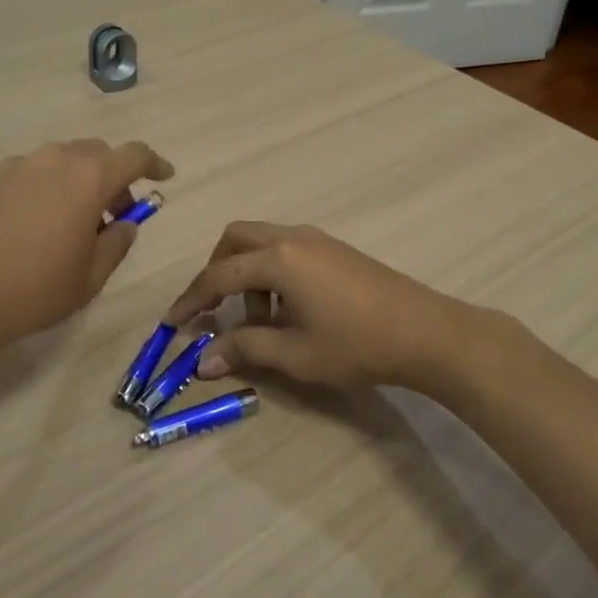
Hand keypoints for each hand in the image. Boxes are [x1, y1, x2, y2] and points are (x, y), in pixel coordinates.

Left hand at [0, 139, 173, 349]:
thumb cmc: (35, 288)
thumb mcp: (91, 277)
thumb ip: (118, 243)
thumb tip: (126, 224)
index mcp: (89, 178)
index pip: (135, 155)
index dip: (155, 164)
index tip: (164, 177)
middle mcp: (56, 159)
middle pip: (97, 154)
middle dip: (113, 177)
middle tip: (113, 213)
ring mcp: (19, 164)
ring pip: (62, 160)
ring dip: (78, 180)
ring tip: (70, 220)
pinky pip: (31, 172)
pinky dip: (45, 186)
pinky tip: (33, 222)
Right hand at [163, 222, 510, 393]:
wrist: (425, 331)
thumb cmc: (355, 344)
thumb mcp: (294, 353)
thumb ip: (244, 350)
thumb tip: (203, 360)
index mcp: (277, 258)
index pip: (218, 275)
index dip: (192, 300)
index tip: (172, 323)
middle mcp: (292, 237)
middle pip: (236, 239)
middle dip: (216, 271)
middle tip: (214, 310)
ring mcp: (317, 239)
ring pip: (262, 242)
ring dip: (247, 274)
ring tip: (260, 321)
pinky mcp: (334, 249)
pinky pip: (286, 249)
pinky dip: (272, 272)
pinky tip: (288, 310)